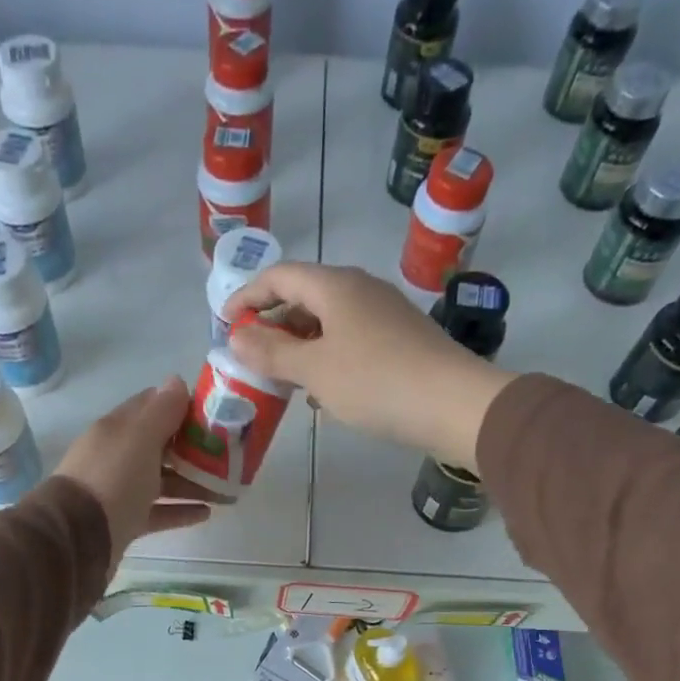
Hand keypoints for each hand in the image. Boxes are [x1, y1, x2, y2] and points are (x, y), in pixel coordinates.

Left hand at [56, 377, 213, 563]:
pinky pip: (159, 512)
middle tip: (228, 456)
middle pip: (161, 446)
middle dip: (194, 449)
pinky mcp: (125, 521)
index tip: (214, 416)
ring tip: (226, 491)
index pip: (151, 407)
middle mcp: (117, 456)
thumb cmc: (113, 479)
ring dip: (193, 483)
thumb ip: (161, 411)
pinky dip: (181, 511)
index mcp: (118, 429)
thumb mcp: (140, 438)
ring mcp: (120, 490)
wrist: (79, 538)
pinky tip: (206, 513)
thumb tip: (177, 380)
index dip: (181, 407)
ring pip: (162, 481)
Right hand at [224, 263, 513, 468]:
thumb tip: (237, 337)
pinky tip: (323, 390)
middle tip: (252, 355)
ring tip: (282, 377)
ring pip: (329, 321)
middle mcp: (361, 290)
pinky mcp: (401, 340)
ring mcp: (385, 314)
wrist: (453, 404)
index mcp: (336, 286)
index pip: (280, 276)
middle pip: (305, 296)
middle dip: (274, 323)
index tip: (225, 323)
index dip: (247, 295)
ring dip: (300, 344)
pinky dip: (327, 357)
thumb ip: (272, 353)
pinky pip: (351, 340)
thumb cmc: (375, 382)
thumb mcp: (314, 370)